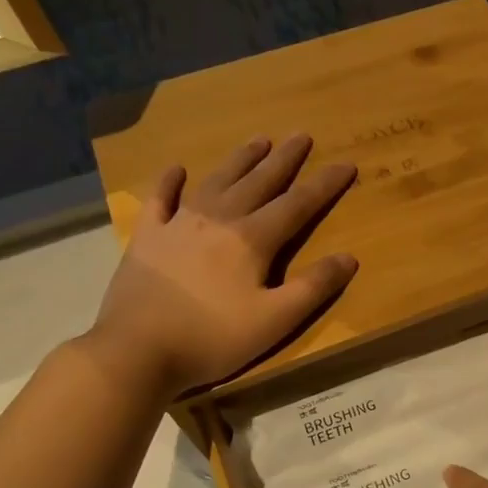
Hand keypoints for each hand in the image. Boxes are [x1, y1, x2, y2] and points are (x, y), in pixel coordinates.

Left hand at [82, 134, 357, 398]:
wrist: (137, 351)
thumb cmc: (213, 338)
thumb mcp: (276, 321)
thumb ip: (314, 288)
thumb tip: (350, 257)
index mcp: (252, 240)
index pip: (297, 205)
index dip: (324, 185)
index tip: (346, 164)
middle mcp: (218, 221)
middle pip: (258, 183)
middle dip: (284, 160)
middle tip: (302, 136)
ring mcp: (178, 225)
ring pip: (216, 181)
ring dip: (240, 160)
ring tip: (259, 140)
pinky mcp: (147, 238)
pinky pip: (160, 199)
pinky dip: (169, 181)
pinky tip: (177, 168)